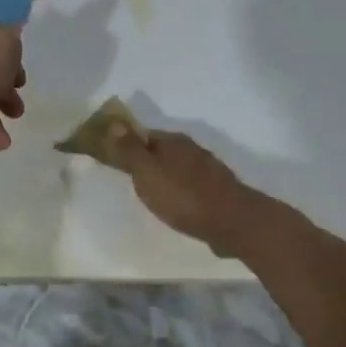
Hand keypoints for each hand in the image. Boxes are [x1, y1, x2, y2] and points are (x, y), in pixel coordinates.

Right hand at [102, 129, 257, 256]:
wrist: (232, 222)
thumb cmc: (183, 196)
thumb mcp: (147, 172)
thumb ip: (130, 150)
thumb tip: (113, 124)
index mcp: (173, 141)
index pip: (144, 135)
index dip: (128, 145)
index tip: (114, 160)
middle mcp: (192, 149)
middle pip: (162, 151)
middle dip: (147, 162)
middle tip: (131, 180)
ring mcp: (208, 170)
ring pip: (178, 168)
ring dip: (166, 177)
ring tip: (152, 195)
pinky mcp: (218, 191)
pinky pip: (191, 185)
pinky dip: (181, 191)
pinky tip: (177, 206)